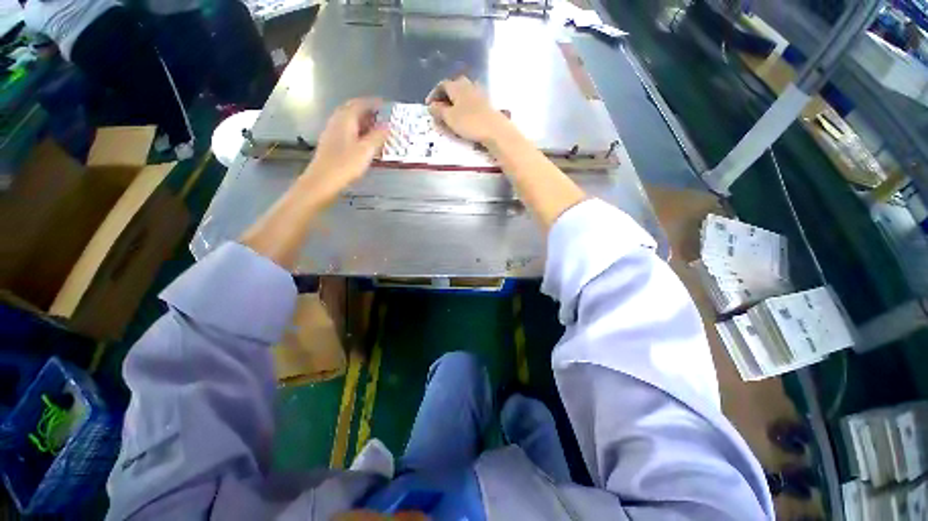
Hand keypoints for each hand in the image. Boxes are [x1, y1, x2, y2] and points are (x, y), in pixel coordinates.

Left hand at [301, 98, 389, 205]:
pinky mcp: (331, 144)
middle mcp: (337, 122)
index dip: (372, 103)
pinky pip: (346, 131)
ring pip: (348, 121)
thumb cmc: (346, 164)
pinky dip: (356, 131)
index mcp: (345, 120)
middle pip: (351, 110)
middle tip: (380, 116)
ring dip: (361, 121)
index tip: (383, 104)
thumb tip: (388, 126)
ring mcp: (332, 132)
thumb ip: (378, 137)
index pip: (359, 104)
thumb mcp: (366, 150)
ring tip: (375, 128)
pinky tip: (363, 141)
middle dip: (366, 111)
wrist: (323, 180)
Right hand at [426, 76, 513, 144]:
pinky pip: (471, 102)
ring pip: (463, 94)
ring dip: (455, 102)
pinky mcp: (486, 103)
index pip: (442, 85)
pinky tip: (464, 117)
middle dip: (445, 97)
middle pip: (453, 87)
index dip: (434, 95)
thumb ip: (439, 111)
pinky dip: (464, 107)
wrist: (495, 129)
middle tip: (440, 109)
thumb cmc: (469, 123)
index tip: (429, 106)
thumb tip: (431, 106)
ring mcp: (479, 93)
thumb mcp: (449, 118)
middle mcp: (468, 85)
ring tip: (451, 114)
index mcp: (457, 86)